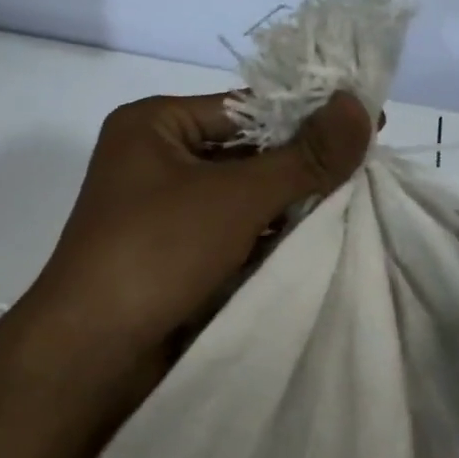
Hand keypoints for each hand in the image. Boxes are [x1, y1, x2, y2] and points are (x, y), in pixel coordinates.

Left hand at [19, 91, 372, 411]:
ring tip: (354, 202)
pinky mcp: (174, 254)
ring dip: (289, 204)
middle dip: (301, 164)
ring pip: (241, 196)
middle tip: (366, 165)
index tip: (368, 120)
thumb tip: (359, 104)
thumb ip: (304, 156)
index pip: (245, 107)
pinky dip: (267, 237)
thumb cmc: (157, 251)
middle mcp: (156, 159)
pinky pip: (232, 232)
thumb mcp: (237, 196)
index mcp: (154, 124)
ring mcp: (163, 211)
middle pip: (246, 152)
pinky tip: (313, 240)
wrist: (90, 353)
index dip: (306, 114)